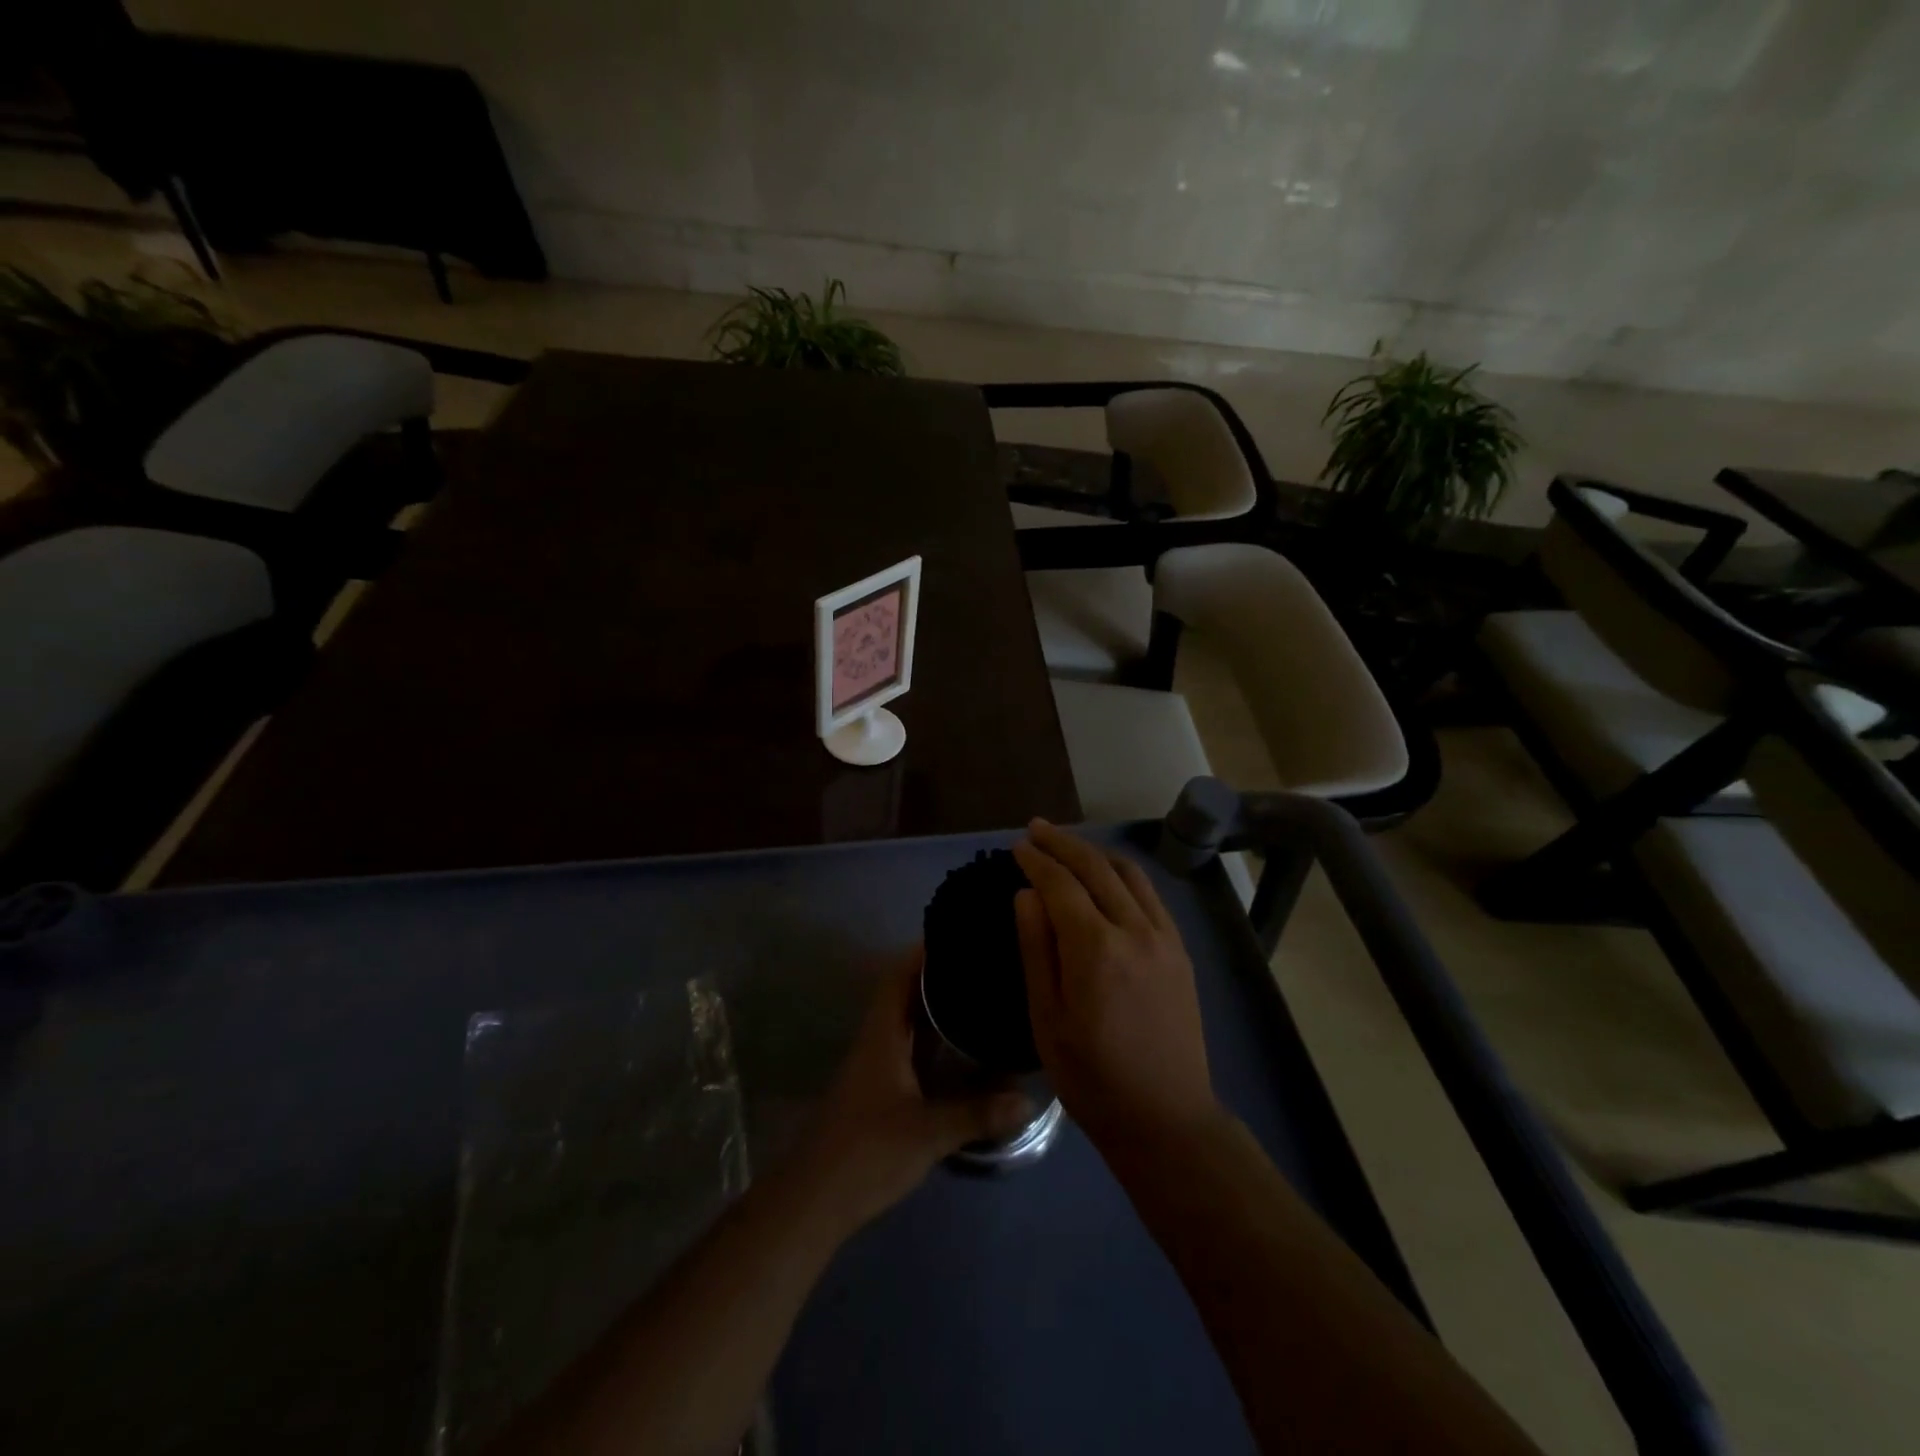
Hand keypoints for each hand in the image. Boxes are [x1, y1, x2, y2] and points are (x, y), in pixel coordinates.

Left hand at [801, 948, 1031, 1229]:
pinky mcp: (880, 1091)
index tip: (957, 935)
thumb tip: (1028, 1099)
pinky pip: (912, 1050)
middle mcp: (877, 1041)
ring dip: (938, 1009)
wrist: (815, 1200)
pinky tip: (963, 1049)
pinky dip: (935, 1042)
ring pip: (909, 1024)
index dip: (924, 952)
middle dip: (940, 977)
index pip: (900, 976)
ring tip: (979, 996)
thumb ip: (977, 1113)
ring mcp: (877, 1067)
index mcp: (882, 1035)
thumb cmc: (867, 1152)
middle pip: (906, 995)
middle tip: (980, 965)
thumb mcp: (928, 1133)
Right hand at [1012, 820, 1218, 1151]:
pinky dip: (1124, 873)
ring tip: (1068, 844)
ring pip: (1128, 874)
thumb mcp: (1046, 1018)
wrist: (1165, 1117)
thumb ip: (1036, 949)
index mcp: (1095, 949)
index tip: (1017, 846)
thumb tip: (1027, 894)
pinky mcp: (1180, 950)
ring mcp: (1164, 938)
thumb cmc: (1092, 1077)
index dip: (1037, 860)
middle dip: (1063, 843)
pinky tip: (1109, 875)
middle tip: (1036, 829)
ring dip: (1095, 852)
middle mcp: (1134, 930)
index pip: (1061, 884)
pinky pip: (1150, 895)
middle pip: (1096, 867)